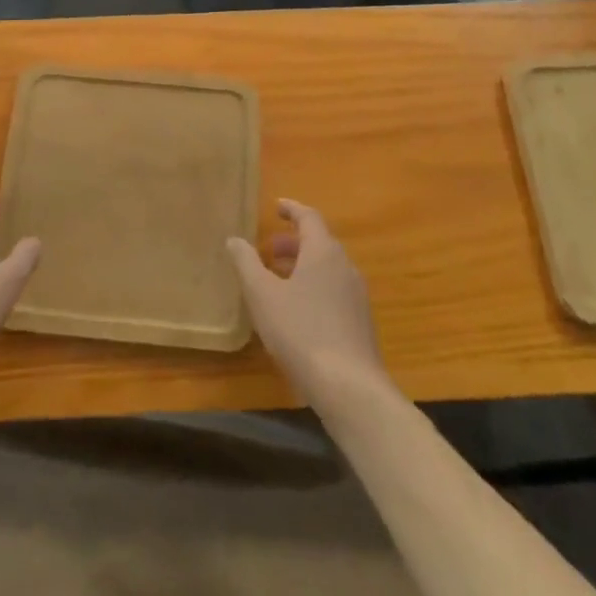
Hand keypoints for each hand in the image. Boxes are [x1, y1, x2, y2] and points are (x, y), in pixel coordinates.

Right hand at [227, 199, 386, 409]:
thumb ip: (247, 263)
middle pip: (320, 243)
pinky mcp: (360, 322)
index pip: (309, 217)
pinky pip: (334, 290)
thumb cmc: (301, 332)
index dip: (292, 209)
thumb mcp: (263, 295)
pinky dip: (314, 286)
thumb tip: (234, 239)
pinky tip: (297, 311)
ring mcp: (356, 295)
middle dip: (294, 242)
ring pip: (327, 268)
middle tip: (270, 249)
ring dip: (303, 266)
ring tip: (278, 280)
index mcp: (323, 252)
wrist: (350, 387)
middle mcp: (345, 266)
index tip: (276, 207)